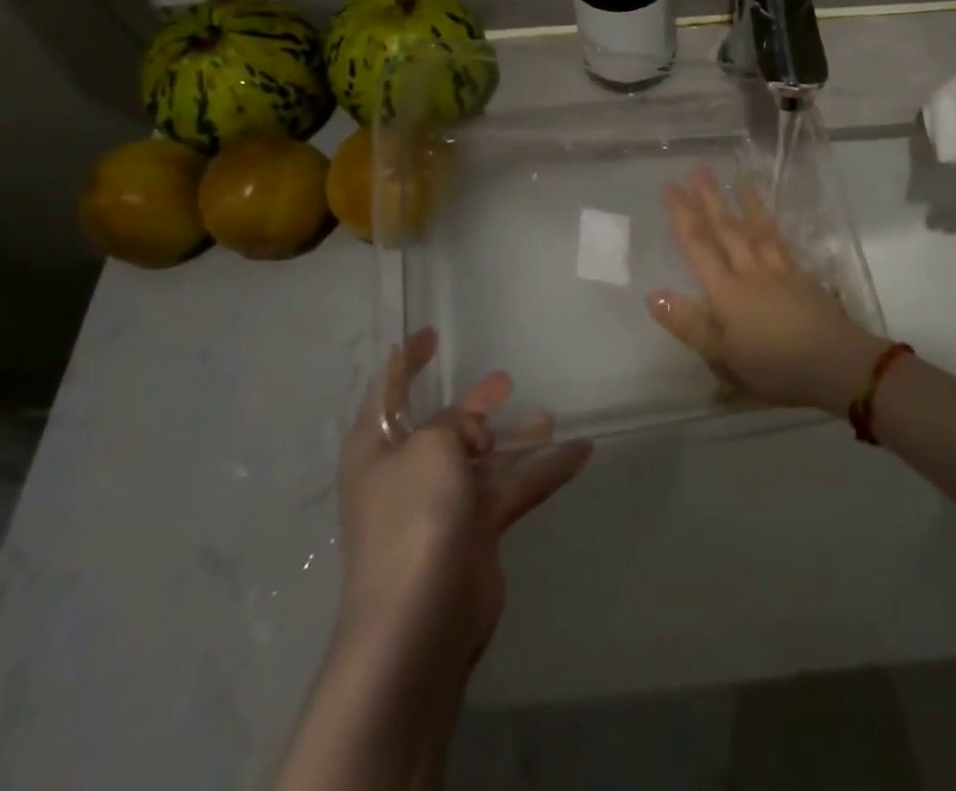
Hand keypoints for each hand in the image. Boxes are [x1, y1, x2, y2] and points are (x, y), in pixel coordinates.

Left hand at [334, 328, 591, 673]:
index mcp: (376, 451)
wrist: (421, 620)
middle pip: (443, 427)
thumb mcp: (432, 446)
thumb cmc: (414, 515)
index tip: (429, 335)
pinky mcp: (476, 532)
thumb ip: (454, 423)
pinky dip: (542, 469)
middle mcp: (406, 475)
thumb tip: (473, 436)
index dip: (405, 362)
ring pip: (484, 459)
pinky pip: (513, 488)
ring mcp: (441, 506)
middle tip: (504, 381)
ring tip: (547, 415)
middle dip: (472, 405)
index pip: (387, 393)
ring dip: (514, 437)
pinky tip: (579, 451)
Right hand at [649, 166, 887, 413]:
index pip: (698, 246)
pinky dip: (773, 227)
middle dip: (711, 199)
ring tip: (740, 178)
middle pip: (727, 229)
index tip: (671, 186)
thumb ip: (689, 324)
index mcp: (726, 292)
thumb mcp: (723, 356)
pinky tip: (771, 220)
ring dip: (746, 203)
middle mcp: (751, 272)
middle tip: (700, 168)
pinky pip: (783, 243)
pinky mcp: (804, 277)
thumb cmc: (774, 366)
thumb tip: (653, 295)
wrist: (836, 363)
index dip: (683, 215)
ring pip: (758, 230)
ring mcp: (780, 271)